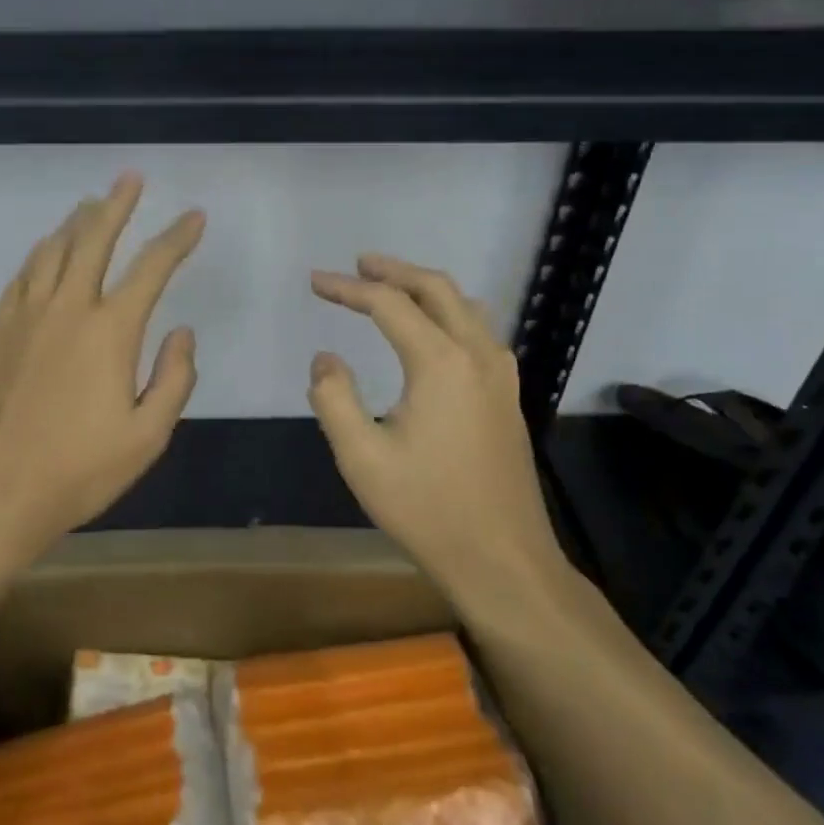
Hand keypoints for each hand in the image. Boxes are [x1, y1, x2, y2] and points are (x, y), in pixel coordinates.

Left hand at [0, 173, 203, 555]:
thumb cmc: (80, 470)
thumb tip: (183, 333)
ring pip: (52, 251)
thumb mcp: (148, 436)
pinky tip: (45, 251)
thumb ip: (174, 378)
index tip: (194, 216)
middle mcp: (67, 309)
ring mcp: (26, 317)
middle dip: (117, 204)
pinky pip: (22, 277)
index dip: (177, 238)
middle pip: (93, 240)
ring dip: (75, 222)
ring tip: (90, 205)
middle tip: (130, 178)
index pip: (152, 268)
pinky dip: (39, 255)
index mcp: (110, 331)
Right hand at [308, 255, 566, 591]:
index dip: (348, 289)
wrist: (502, 559)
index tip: (315, 281)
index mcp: (441, 362)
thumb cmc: (427, 508)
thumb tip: (325, 357)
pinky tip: (435, 330)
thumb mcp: (361, 457)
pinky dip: (449, 312)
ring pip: (464, 306)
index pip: (389, 305)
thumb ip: (334, 398)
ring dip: (425, 287)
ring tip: (391, 286)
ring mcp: (500, 375)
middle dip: (393, 271)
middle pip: (435, 288)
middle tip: (357, 265)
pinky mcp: (508, 396)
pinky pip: (479, 331)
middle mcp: (477, 355)